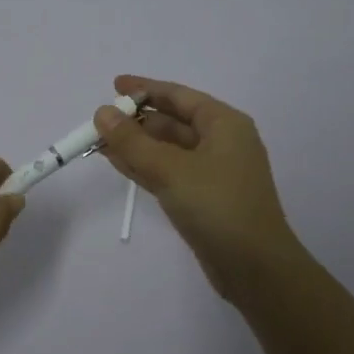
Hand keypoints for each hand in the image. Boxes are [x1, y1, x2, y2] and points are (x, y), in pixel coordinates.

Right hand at [93, 75, 298, 301]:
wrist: (255, 267)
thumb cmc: (218, 206)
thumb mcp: (171, 169)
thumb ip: (132, 141)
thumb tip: (102, 112)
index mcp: (224, 124)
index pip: (179, 96)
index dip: (145, 89)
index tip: (113, 86)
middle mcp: (222, 142)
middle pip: (173, 121)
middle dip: (137, 120)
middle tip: (100, 120)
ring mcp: (213, 172)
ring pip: (168, 149)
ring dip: (136, 144)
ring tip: (99, 140)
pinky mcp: (204, 198)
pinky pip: (169, 172)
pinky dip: (145, 166)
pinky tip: (117, 162)